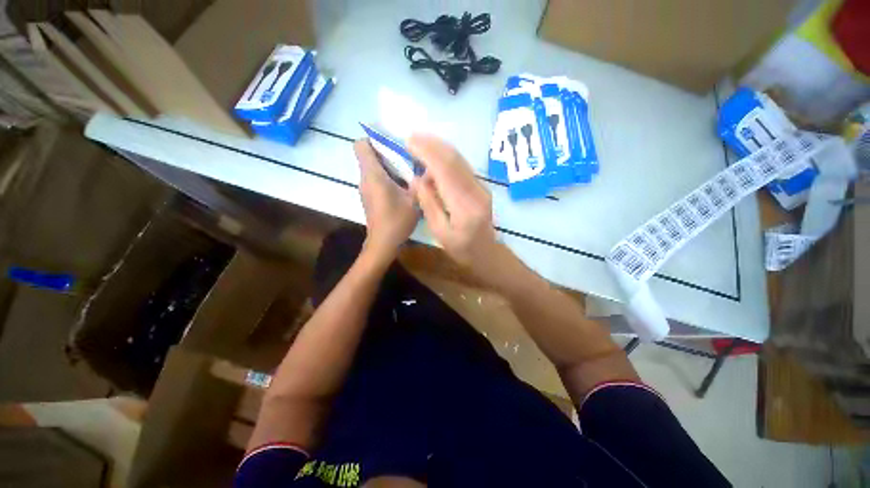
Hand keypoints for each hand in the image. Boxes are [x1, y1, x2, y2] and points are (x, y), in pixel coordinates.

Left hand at [355, 139, 417, 261]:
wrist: (383, 243)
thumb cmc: (396, 220)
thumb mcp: (414, 200)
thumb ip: (420, 182)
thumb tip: (427, 169)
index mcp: (373, 175)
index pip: (361, 145)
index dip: (373, 139)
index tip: (391, 143)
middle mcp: (365, 179)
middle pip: (368, 155)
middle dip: (386, 152)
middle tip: (406, 157)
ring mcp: (365, 189)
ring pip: (372, 168)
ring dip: (388, 166)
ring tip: (407, 172)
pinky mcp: (369, 197)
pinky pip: (375, 179)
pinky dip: (386, 178)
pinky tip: (402, 187)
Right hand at [409, 134, 506, 276]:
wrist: (487, 253)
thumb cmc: (461, 249)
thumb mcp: (440, 232)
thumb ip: (429, 204)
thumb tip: (418, 179)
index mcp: (464, 206)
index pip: (445, 170)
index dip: (427, 153)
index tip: (409, 143)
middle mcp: (476, 191)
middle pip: (454, 160)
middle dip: (432, 145)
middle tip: (412, 137)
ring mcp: (480, 187)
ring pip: (460, 160)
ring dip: (439, 147)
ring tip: (420, 141)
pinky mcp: (480, 187)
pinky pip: (462, 166)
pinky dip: (447, 157)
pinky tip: (435, 155)